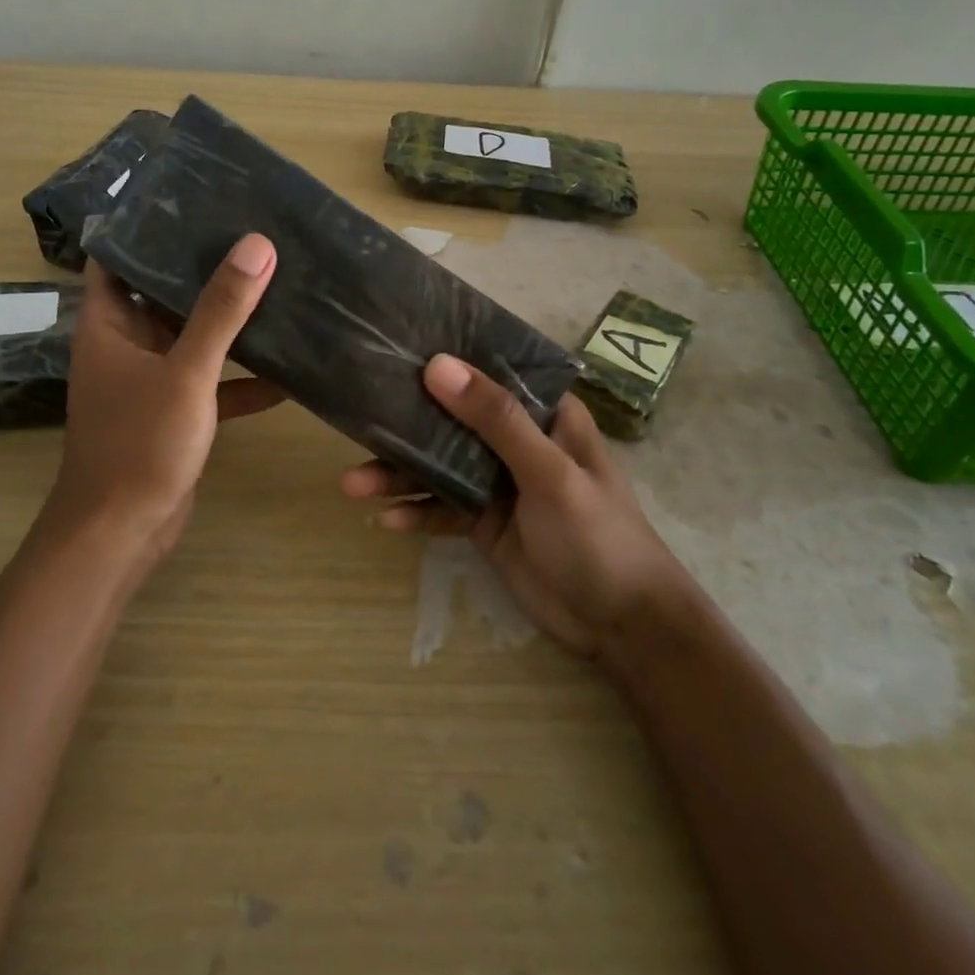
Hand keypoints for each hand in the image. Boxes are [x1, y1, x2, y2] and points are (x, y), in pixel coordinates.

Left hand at [39, 234, 280, 578]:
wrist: (122, 534)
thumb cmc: (140, 444)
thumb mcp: (186, 371)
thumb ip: (221, 310)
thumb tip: (257, 245)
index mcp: (109, 324)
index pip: (116, 256)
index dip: (145, 225)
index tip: (190, 197)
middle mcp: (126, 345)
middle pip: (163, 292)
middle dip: (202, 267)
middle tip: (251, 233)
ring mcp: (151, 380)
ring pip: (192, 337)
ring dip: (228, 321)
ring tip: (276, 284)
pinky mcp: (175, 413)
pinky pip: (211, 381)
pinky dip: (242, 376)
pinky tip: (288, 370)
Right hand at [342, 355, 683, 657]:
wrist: (622, 627)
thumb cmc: (599, 536)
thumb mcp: (549, 473)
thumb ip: (495, 420)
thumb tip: (437, 366)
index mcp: (544, 415)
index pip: (491, 373)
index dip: (448, 360)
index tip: (396, 348)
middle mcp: (517, 441)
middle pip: (453, 420)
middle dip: (407, 424)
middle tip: (358, 421)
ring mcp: (499, 483)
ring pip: (439, 466)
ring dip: (400, 474)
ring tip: (352, 484)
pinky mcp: (484, 521)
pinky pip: (442, 508)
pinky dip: (416, 511)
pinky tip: (385, 519)